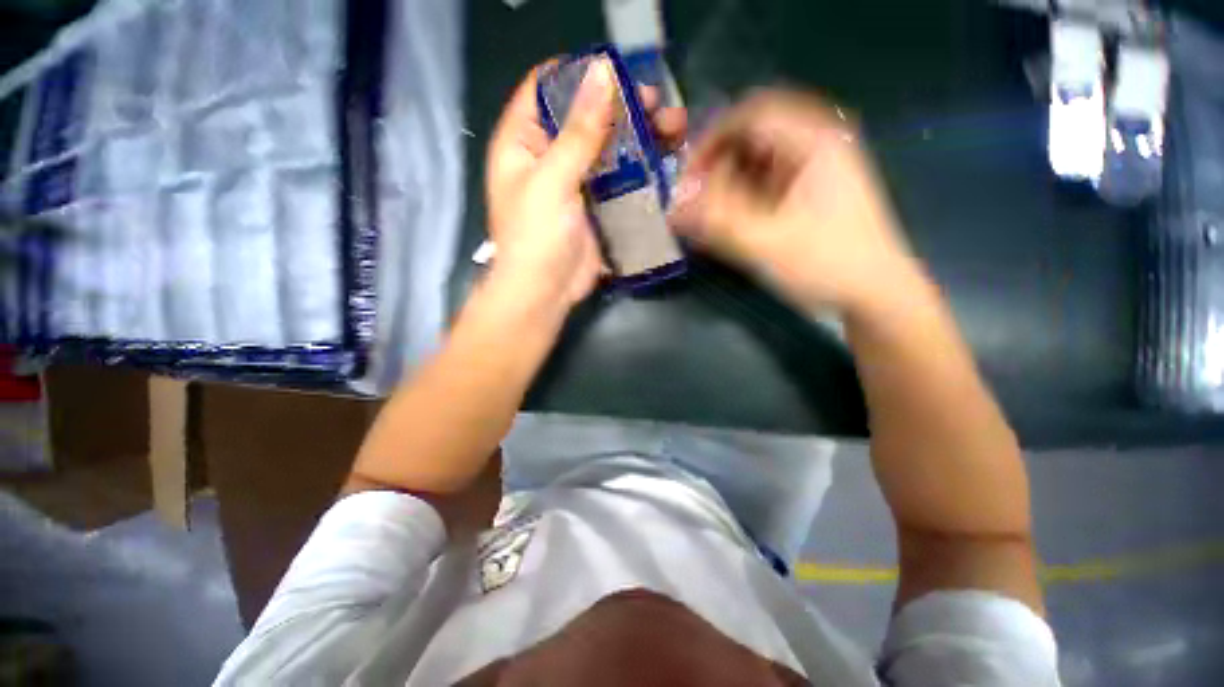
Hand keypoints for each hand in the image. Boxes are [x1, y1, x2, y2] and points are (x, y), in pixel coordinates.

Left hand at [485, 58, 686, 309]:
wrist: (546, 292)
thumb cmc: (536, 237)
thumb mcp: (552, 181)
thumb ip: (579, 132)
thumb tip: (602, 71)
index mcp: (523, 142)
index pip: (545, 88)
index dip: (579, 74)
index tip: (618, 71)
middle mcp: (548, 157)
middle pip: (585, 117)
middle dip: (621, 107)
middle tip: (658, 104)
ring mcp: (575, 182)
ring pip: (608, 147)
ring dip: (638, 136)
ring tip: (672, 127)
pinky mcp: (596, 206)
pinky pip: (619, 177)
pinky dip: (640, 168)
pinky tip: (665, 161)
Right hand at [670, 90, 917, 314]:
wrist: (876, 296)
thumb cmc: (828, 265)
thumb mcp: (766, 244)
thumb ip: (716, 224)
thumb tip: (672, 210)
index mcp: (815, 141)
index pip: (749, 116)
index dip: (710, 142)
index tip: (686, 180)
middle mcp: (815, 144)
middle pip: (750, 138)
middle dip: (715, 168)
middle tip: (693, 203)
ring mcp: (813, 169)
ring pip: (755, 163)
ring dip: (725, 186)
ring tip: (706, 218)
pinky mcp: (807, 193)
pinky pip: (763, 184)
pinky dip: (739, 200)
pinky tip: (727, 224)